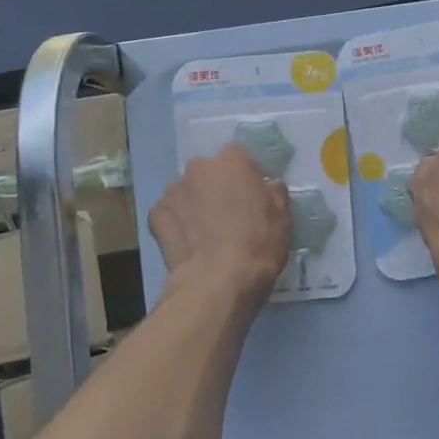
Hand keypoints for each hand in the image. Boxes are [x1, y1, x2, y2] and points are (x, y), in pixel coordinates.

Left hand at [149, 143, 290, 304]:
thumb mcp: (282, 217)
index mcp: (232, 160)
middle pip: (209, 172)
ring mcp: (173, 190)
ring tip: (205, 233)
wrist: (217, 282)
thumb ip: (274, 192)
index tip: (251, 195)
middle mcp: (198, 167)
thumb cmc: (258, 245)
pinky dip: (176, 224)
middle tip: (227, 214)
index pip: (239, 156)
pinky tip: (187, 243)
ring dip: (195, 204)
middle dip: (216, 187)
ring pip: (187, 192)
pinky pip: (169, 213)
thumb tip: (268, 186)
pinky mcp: (155, 214)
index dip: (245, 176)